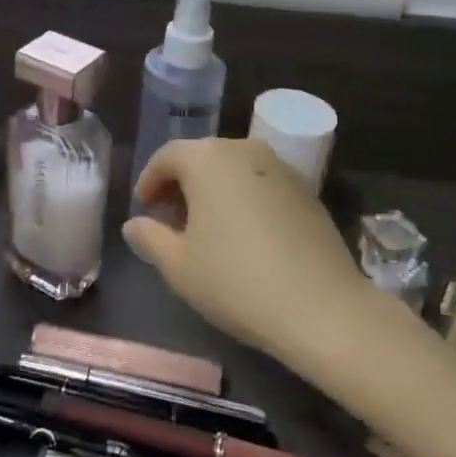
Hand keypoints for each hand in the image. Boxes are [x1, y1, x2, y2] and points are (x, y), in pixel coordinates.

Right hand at [123, 138, 368, 367]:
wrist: (321, 307)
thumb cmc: (236, 281)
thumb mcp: (179, 266)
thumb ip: (150, 237)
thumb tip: (134, 224)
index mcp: (207, 158)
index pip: (166, 157)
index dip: (149, 182)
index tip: (143, 210)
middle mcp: (243, 149)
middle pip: (201, 158)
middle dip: (181, 186)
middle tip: (170, 222)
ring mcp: (280, 166)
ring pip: (233, 169)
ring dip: (213, 191)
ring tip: (206, 231)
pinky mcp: (306, 189)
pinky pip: (261, 183)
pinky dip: (244, 199)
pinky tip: (244, 235)